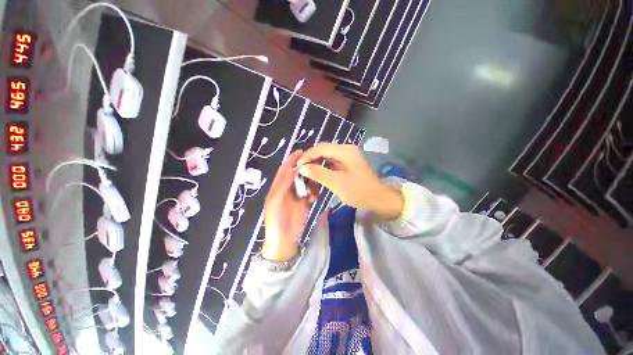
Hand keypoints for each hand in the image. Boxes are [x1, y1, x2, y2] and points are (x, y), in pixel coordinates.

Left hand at [262, 150, 316, 261]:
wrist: (284, 240)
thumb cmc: (276, 221)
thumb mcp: (275, 201)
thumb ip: (282, 185)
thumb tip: (292, 170)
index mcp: (278, 187)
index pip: (285, 170)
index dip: (291, 160)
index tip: (301, 152)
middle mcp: (287, 189)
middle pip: (296, 174)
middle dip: (304, 168)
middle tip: (315, 162)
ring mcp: (297, 196)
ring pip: (305, 182)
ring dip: (311, 180)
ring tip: (317, 179)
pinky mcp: (304, 203)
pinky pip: (310, 193)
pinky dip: (314, 192)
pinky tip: (315, 196)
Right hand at [297, 143, 403, 219]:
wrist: (377, 199)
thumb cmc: (358, 191)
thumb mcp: (337, 183)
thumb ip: (318, 173)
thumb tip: (302, 167)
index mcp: (344, 150)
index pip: (320, 148)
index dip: (307, 156)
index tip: (298, 167)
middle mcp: (345, 150)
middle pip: (323, 151)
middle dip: (311, 161)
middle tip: (301, 172)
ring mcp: (346, 157)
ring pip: (326, 158)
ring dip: (316, 166)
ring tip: (308, 176)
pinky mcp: (346, 164)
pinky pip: (330, 164)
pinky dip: (323, 170)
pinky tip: (317, 177)